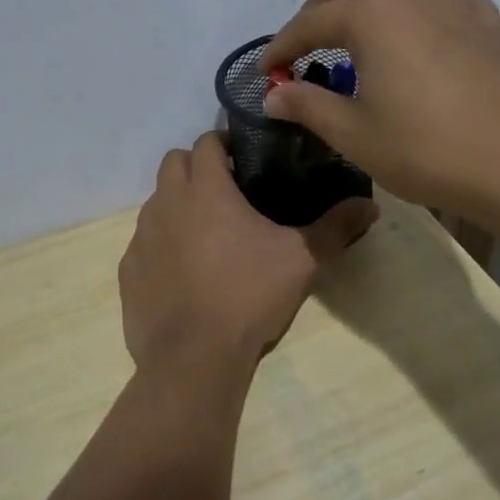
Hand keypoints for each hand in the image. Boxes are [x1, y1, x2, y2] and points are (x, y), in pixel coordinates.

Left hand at [119, 131, 378, 381]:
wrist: (192, 357)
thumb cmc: (248, 295)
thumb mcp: (300, 260)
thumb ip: (335, 227)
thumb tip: (371, 205)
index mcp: (206, 189)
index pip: (206, 142)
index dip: (224, 145)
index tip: (245, 161)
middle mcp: (166, 202)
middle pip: (174, 162)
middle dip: (196, 167)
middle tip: (227, 192)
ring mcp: (142, 235)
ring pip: (157, 201)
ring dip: (178, 204)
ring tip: (207, 234)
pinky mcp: (128, 269)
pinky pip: (144, 242)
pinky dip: (162, 244)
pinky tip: (184, 273)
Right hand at [259, 0, 499, 218]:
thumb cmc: (425, 148)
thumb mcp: (353, 134)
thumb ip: (308, 105)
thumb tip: (273, 93)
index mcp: (372, 15)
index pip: (312, 22)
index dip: (283, 45)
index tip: (266, 70)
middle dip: (325, 2)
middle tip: (311, 38)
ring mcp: (457, 6)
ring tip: (367, 28)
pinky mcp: (490, 26)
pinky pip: (451, 3)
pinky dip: (429, 13)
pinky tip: (428, 40)